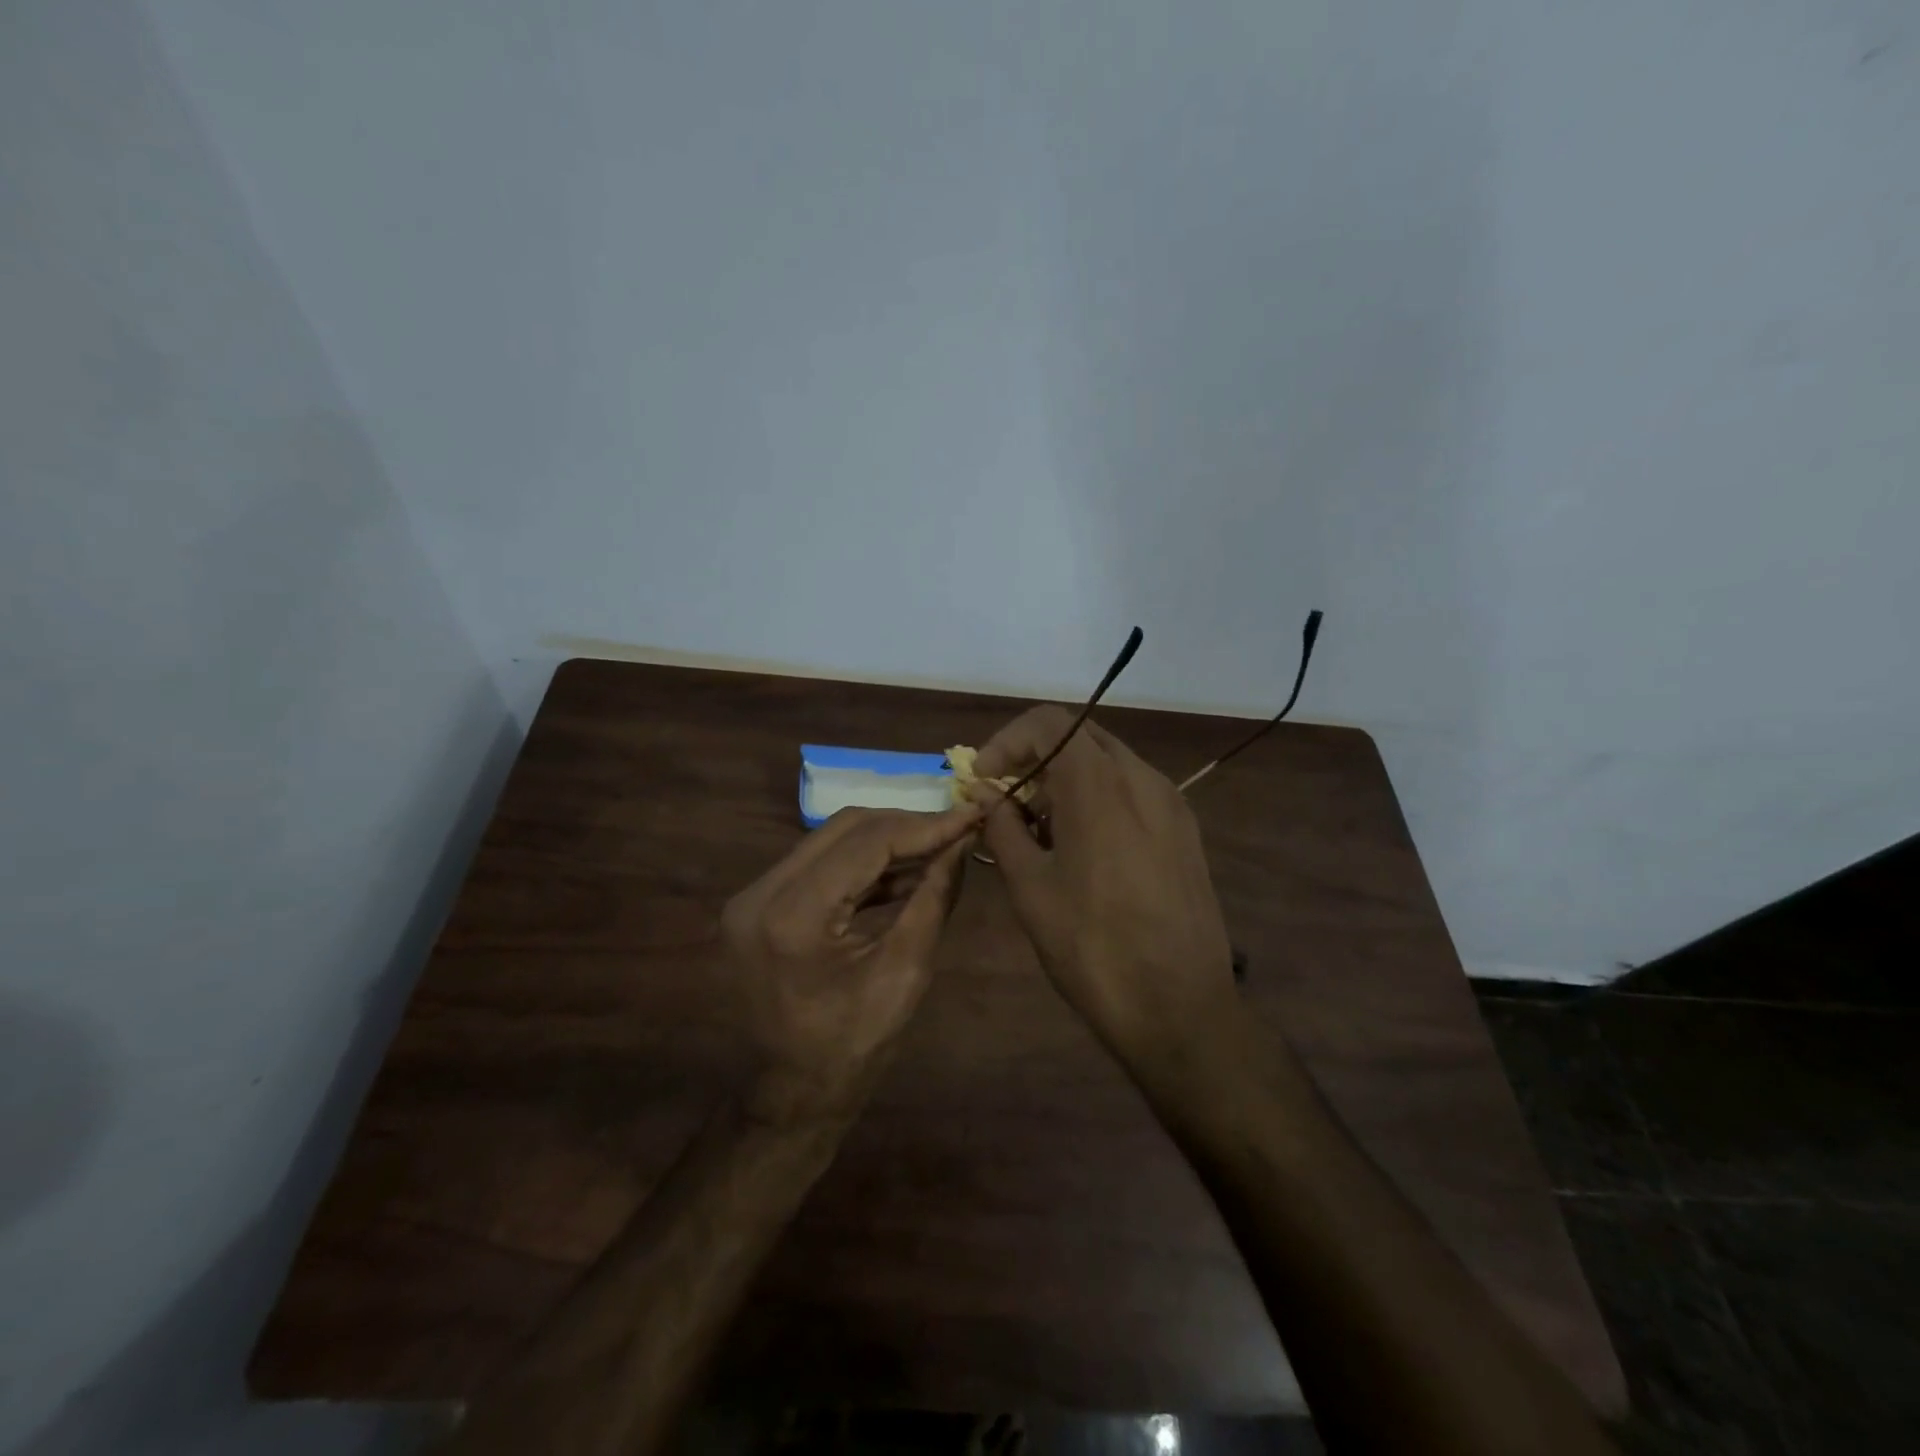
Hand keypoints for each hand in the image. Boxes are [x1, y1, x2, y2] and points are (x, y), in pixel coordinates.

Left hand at [721, 805, 980, 1123]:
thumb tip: (961, 842)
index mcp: (793, 916)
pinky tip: (904, 871)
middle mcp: (761, 893)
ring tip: (938, 849)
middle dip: (906, 825)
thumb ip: (934, 898)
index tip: (970, 815)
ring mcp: (753, 896)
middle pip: (845, 829)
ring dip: (886, 841)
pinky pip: (819, 864)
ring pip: (831, 840)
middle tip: (956, 830)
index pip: (868, 842)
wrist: (791, 1095)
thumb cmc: (853, 1049)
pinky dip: (863, 863)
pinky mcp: (759, 903)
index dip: (925, 826)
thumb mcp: (906, 973)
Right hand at [974, 707, 1236, 1066]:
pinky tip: (1081, 845)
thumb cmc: (1092, 948)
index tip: (984, 779)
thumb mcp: (1031, 888)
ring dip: (1065, 778)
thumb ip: (1003, 827)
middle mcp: (1142, 778)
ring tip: (1039, 828)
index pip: (1048, 722)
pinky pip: (1133, 791)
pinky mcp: (1185, 831)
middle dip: (1034, 758)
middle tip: (1005, 799)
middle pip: (1079, 737)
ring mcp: (1171, 803)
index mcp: (1100, 785)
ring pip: (1108, 763)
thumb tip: (983, 793)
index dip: (1007, 741)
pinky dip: (1097, 797)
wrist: (1180, 1008)